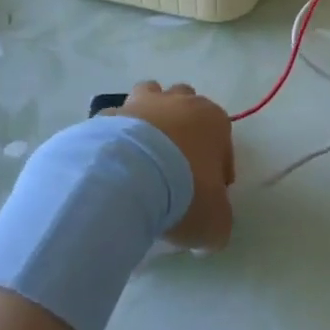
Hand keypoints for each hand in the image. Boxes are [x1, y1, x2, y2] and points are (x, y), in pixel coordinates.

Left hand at [114, 82, 234, 251]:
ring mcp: (141, 103)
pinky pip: (116, 120)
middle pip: (186, 105)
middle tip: (175, 166)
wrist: (127, 177)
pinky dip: (117, 136)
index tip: (207, 194)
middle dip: (183, 128)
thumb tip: (208, 232)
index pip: (222, 139)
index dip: (217, 167)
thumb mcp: (215, 223)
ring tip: (142, 155)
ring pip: (150, 96)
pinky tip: (113, 164)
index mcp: (213, 121)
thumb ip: (218, 223)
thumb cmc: (184, 193)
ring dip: (150, 118)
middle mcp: (180, 102)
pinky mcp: (108, 114)